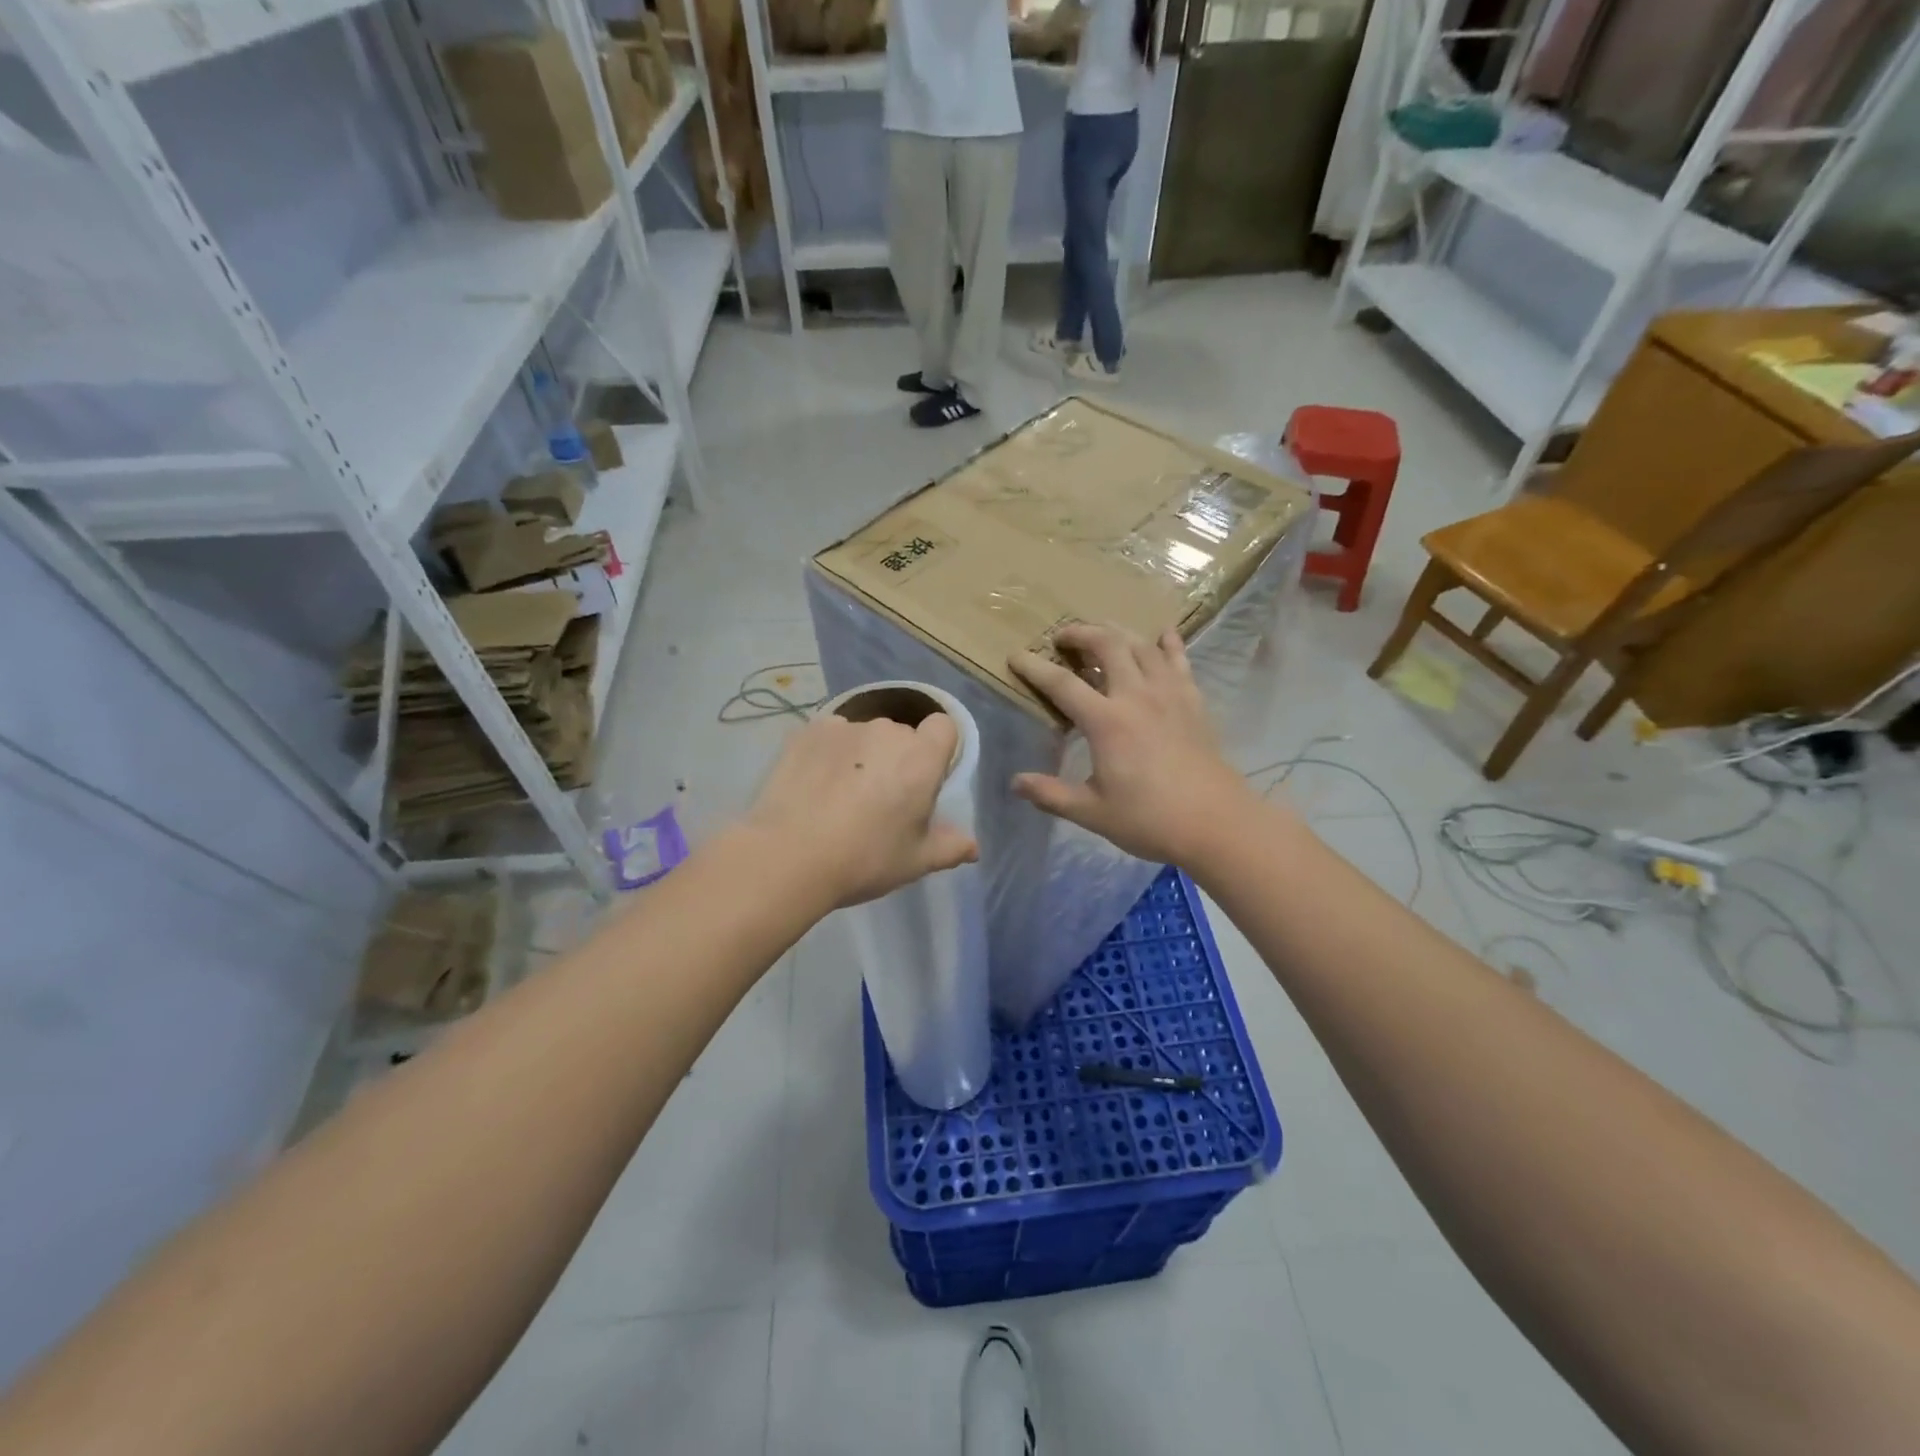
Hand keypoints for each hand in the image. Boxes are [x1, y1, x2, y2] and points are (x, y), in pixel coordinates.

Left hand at [743, 711, 977, 907]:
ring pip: (864, 735)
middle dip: (897, 758)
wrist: (789, 855)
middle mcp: (887, 730)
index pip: (944, 726)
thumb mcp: (915, 861)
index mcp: (921, 757)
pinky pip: (829, 736)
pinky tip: (813, 784)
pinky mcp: (807, 731)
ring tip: (840, 794)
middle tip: (880, 799)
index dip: (938, 748)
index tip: (926, 778)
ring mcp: (844, 727)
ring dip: (862, 755)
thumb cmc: (865, 858)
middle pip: (902, 734)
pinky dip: (828, 753)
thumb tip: (974, 847)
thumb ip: (950, 847)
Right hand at [1009, 623, 1253, 865]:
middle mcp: (1136, 696)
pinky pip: (1179, 660)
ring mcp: (1169, 694)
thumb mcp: (1092, 813)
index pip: (1062, 684)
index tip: (1016, 655)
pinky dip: (1168, 643)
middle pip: (1106, 645)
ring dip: (1117, 632)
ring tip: (1101, 633)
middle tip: (1062, 637)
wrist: (1217, 823)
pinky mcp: (1193, 701)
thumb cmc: (1150, 820)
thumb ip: (1051, 795)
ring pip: (1141, 645)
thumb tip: (1015, 783)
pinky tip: (1162, 634)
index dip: (1035, 667)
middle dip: (1080, 633)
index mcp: (1106, 722)